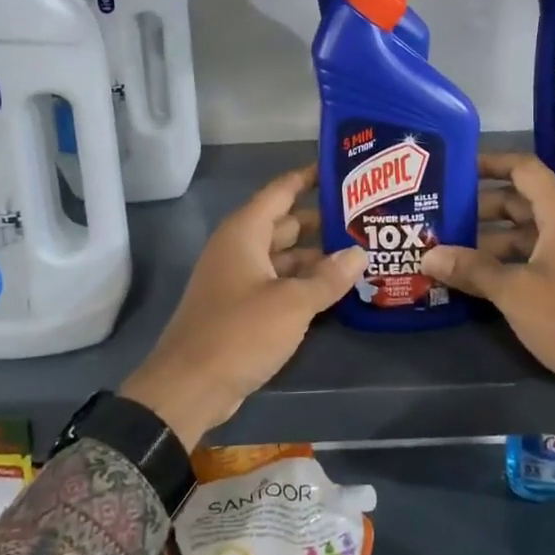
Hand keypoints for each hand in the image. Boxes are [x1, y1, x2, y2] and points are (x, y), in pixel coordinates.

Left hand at [121, 166, 366, 449]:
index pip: (281, 191)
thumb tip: (359, 253)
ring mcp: (239, 279)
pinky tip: (335, 288)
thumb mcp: (292, 303)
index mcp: (245, 232)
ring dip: (316, 256)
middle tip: (364, 217)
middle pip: (286, 223)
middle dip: (321, 220)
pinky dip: (303, 282)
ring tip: (359, 252)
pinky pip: (278, 283)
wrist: (190, 386)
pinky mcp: (241, 307)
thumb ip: (328, 277)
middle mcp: (240, 248)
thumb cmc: (239, 332)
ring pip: (284, 256)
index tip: (340, 168)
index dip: (308, 177)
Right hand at [420, 152, 554, 462]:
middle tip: (440, 215)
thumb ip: (472, 269)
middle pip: (520, 200)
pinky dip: (508, 260)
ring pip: (526, 232)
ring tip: (449, 250)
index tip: (453, 169)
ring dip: (490, 239)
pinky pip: (536, 255)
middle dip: (480, 207)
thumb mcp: (515, 292)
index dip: (488, 163)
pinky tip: (477, 278)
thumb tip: (428, 255)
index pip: (522, 168)